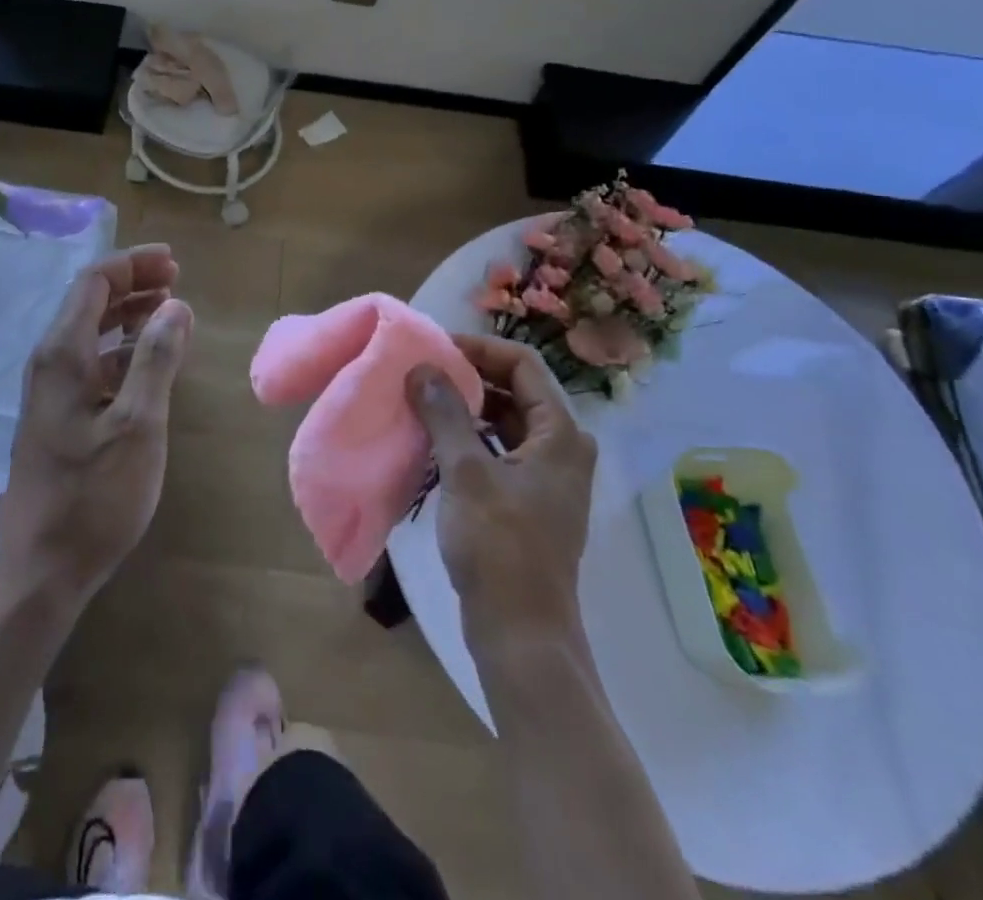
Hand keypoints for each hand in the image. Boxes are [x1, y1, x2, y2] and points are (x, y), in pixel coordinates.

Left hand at [0, 245, 192, 608]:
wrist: (42, 568)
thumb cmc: (94, 496)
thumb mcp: (138, 424)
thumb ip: (156, 359)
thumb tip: (175, 305)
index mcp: (63, 354)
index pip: (94, 282)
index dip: (133, 265)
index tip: (173, 263)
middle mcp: (50, 362)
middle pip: (90, 302)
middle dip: (133, 284)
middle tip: (175, 281)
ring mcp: (51, 390)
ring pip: (90, 332)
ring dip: (128, 315)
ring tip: (169, 313)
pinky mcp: (59, 415)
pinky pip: (92, 362)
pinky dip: (122, 349)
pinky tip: (149, 363)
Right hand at [407, 335, 595, 642]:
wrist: (520, 633)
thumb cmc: (499, 545)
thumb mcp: (466, 472)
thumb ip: (445, 412)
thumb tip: (422, 366)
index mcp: (561, 434)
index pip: (522, 364)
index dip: (478, 349)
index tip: (434, 348)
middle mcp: (562, 448)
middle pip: (515, 390)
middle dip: (468, 376)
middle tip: (421, 371)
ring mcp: (547, 476)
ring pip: (504, 421)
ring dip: (465, 407)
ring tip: (421, 400)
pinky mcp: (529, 500)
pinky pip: (498, 450)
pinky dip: (469, 437)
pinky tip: (434, 439)